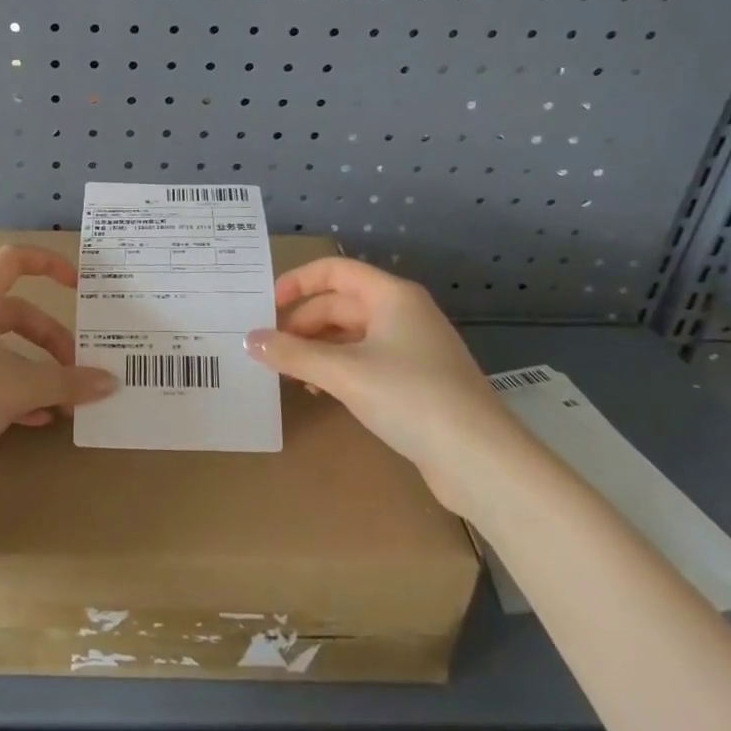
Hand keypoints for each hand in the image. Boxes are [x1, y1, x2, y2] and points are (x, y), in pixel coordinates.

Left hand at [0, 245, 116, 491]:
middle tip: (76, 370)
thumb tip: (110, 382)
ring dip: (34, 370)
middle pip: (15, 313)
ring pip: (0, 348)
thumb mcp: (19, 388)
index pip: (14, 260)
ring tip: (61, 402)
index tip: (79, 286)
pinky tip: (34, 419)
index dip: (50, 265)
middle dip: (51, 340)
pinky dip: (11, 389)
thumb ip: (68, 382)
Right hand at [245, 256, 524, 514]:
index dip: (296, 282)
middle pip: (339, 304)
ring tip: (291, 375)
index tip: (265, 306)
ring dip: (317, 350)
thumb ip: (292, 354)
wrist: (481, 460)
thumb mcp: (343, 373)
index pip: (334, 270)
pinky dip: (338, 369)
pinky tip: (322, 392)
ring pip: (350, 335)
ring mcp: (412, 348)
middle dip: (302, 324)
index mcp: (391, 296)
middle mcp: (403, 313)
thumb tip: (248, 340)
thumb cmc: (410, 397)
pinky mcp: (416, 381)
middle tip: (270, 351)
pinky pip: (365, 360)